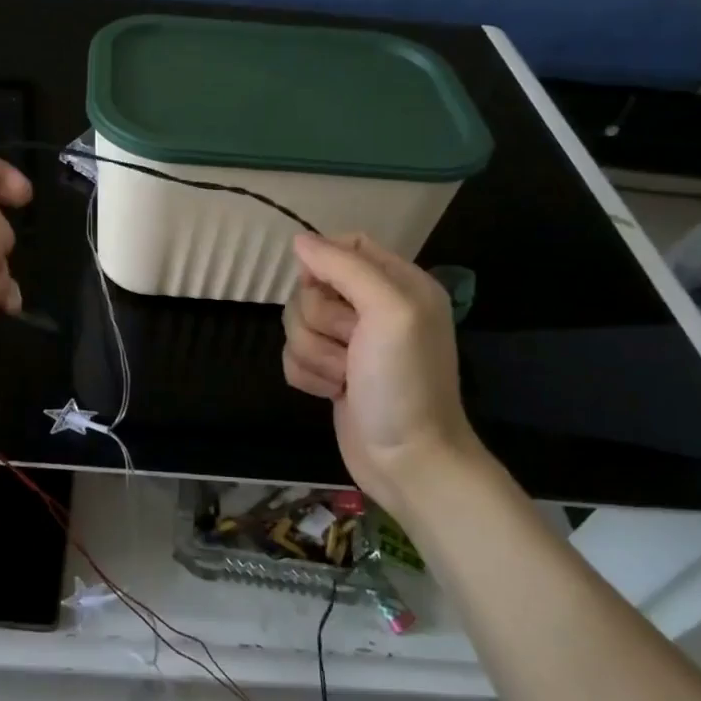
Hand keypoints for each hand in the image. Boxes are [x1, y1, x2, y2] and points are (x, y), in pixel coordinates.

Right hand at [281, 232, 488, 512]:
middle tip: (352, 344)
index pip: (347, 245)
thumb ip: (346, 267)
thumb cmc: (405, 382)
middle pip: (312, 288)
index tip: (319, 286)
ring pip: (297, 323)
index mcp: (397, 284)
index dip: (323, 262)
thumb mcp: (390, 311)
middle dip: (321, 320)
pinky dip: (308, 375)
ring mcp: (349, 343)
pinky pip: (292, 356)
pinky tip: (334, 392)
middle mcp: (372, 308)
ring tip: (346, 376)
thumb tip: (300, 240)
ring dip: (315, 353)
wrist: (407, 459)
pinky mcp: (329, 372)